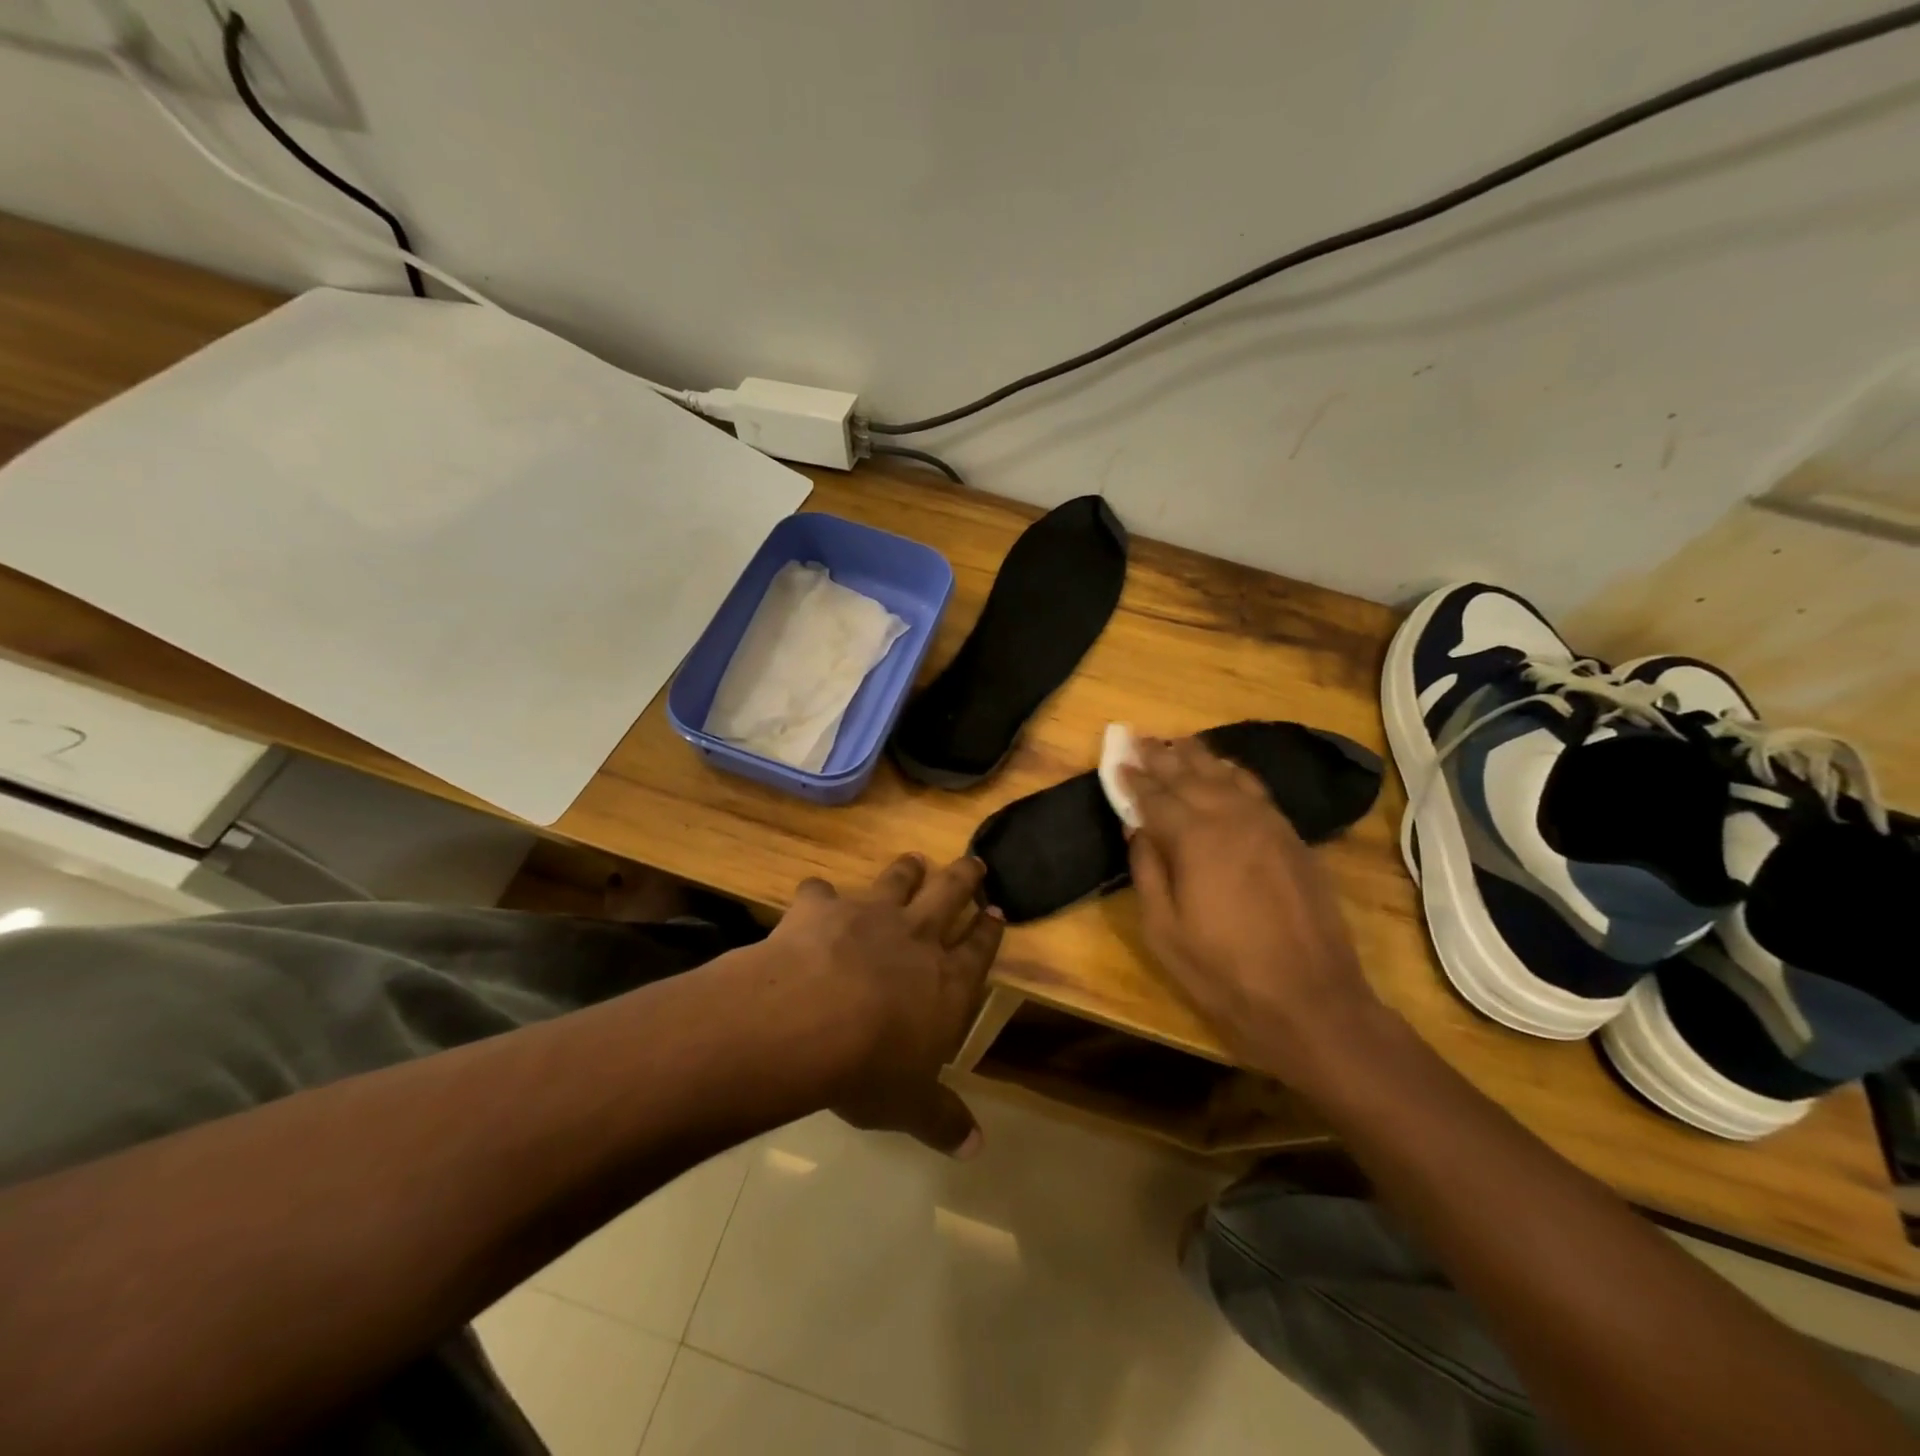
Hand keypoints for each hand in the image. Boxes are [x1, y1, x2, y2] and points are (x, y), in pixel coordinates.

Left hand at [766, 854, 1003, 1155]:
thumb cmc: (869, 1068)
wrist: (806, 1021)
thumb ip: (942, 1119)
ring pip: (897, 880)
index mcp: (947, 979)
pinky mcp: (822, 908)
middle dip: (965, 877)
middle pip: (950, 893)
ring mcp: (869, 915)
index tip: (998, 910)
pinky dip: (819, 893)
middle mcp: (915, 936)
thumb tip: (975, 1148)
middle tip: (975, 862)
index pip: (980, 947)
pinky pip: (821, 891)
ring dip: (908, 870)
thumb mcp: (910, 1104)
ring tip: (914, 861)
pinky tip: (815, 894)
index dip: (991, 928)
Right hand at [1123, 737, 1382, 1081]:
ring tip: (1178, 743)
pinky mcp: (1293, 838)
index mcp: (1194, 838)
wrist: (1311, 1000)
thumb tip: (1138, 829)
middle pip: (1190, 775)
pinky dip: (1234, 774)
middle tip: (1140, 738)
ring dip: (1199, 757)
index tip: (1117, 761)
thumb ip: (1147, 870)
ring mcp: (1268, 824)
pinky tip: (1226, 772)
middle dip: (1161, 756)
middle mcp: (1231, 817)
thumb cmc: (1223, 972)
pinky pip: (1257, 791)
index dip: (1133, 779)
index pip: (1155, 797)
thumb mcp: (1164, 930)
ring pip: (1227, 775)